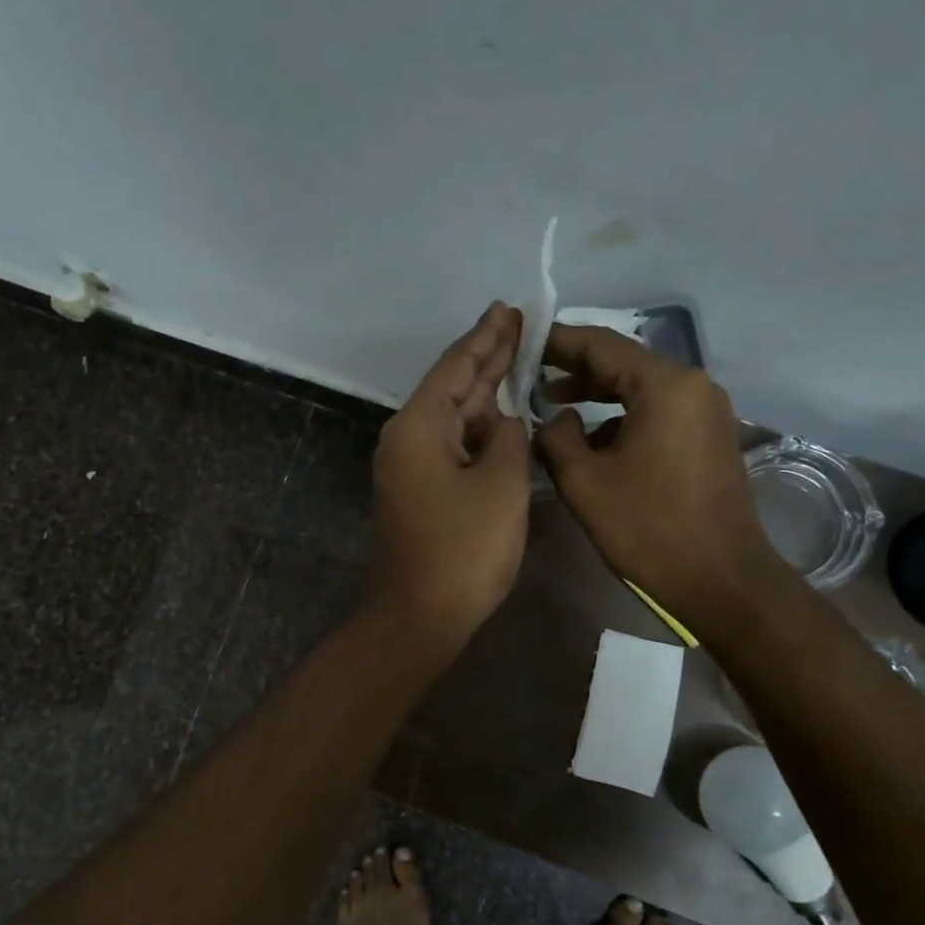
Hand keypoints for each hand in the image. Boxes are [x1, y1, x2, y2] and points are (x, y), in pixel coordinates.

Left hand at [367, 303, 530, 654]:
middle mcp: (407, 439)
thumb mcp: (500, 485)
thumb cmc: (463, 549)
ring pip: (453, 418)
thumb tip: (504, 424)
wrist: (420, 615)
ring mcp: (411, 468)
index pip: (456, 367)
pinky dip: (479, 430)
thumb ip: (509, 439)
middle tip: (517, 324)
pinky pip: (453, 447)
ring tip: (516, 359)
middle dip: (486, 357)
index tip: (507, 309)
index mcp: (418, 426)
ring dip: (484, 393)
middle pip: (452, 387)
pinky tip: (502, 419)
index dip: (486, 336)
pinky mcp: (420, 492)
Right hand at [536, 324, 782, 613]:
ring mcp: (706, 413)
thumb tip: (555, 418)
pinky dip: (621, 419)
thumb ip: (556, 437)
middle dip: (575, 369)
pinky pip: (657, 413)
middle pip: (623, 363)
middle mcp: (693, 386)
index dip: (556, 341)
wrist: (721, 580)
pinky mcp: (709, 439)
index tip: (522, 340)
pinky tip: (592, 443)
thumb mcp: (584, 481)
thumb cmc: (648, 528)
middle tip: (530, 375)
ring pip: (640, 390)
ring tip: (553, 409)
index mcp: (665, 385)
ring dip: (597, 397)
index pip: (601, 345)